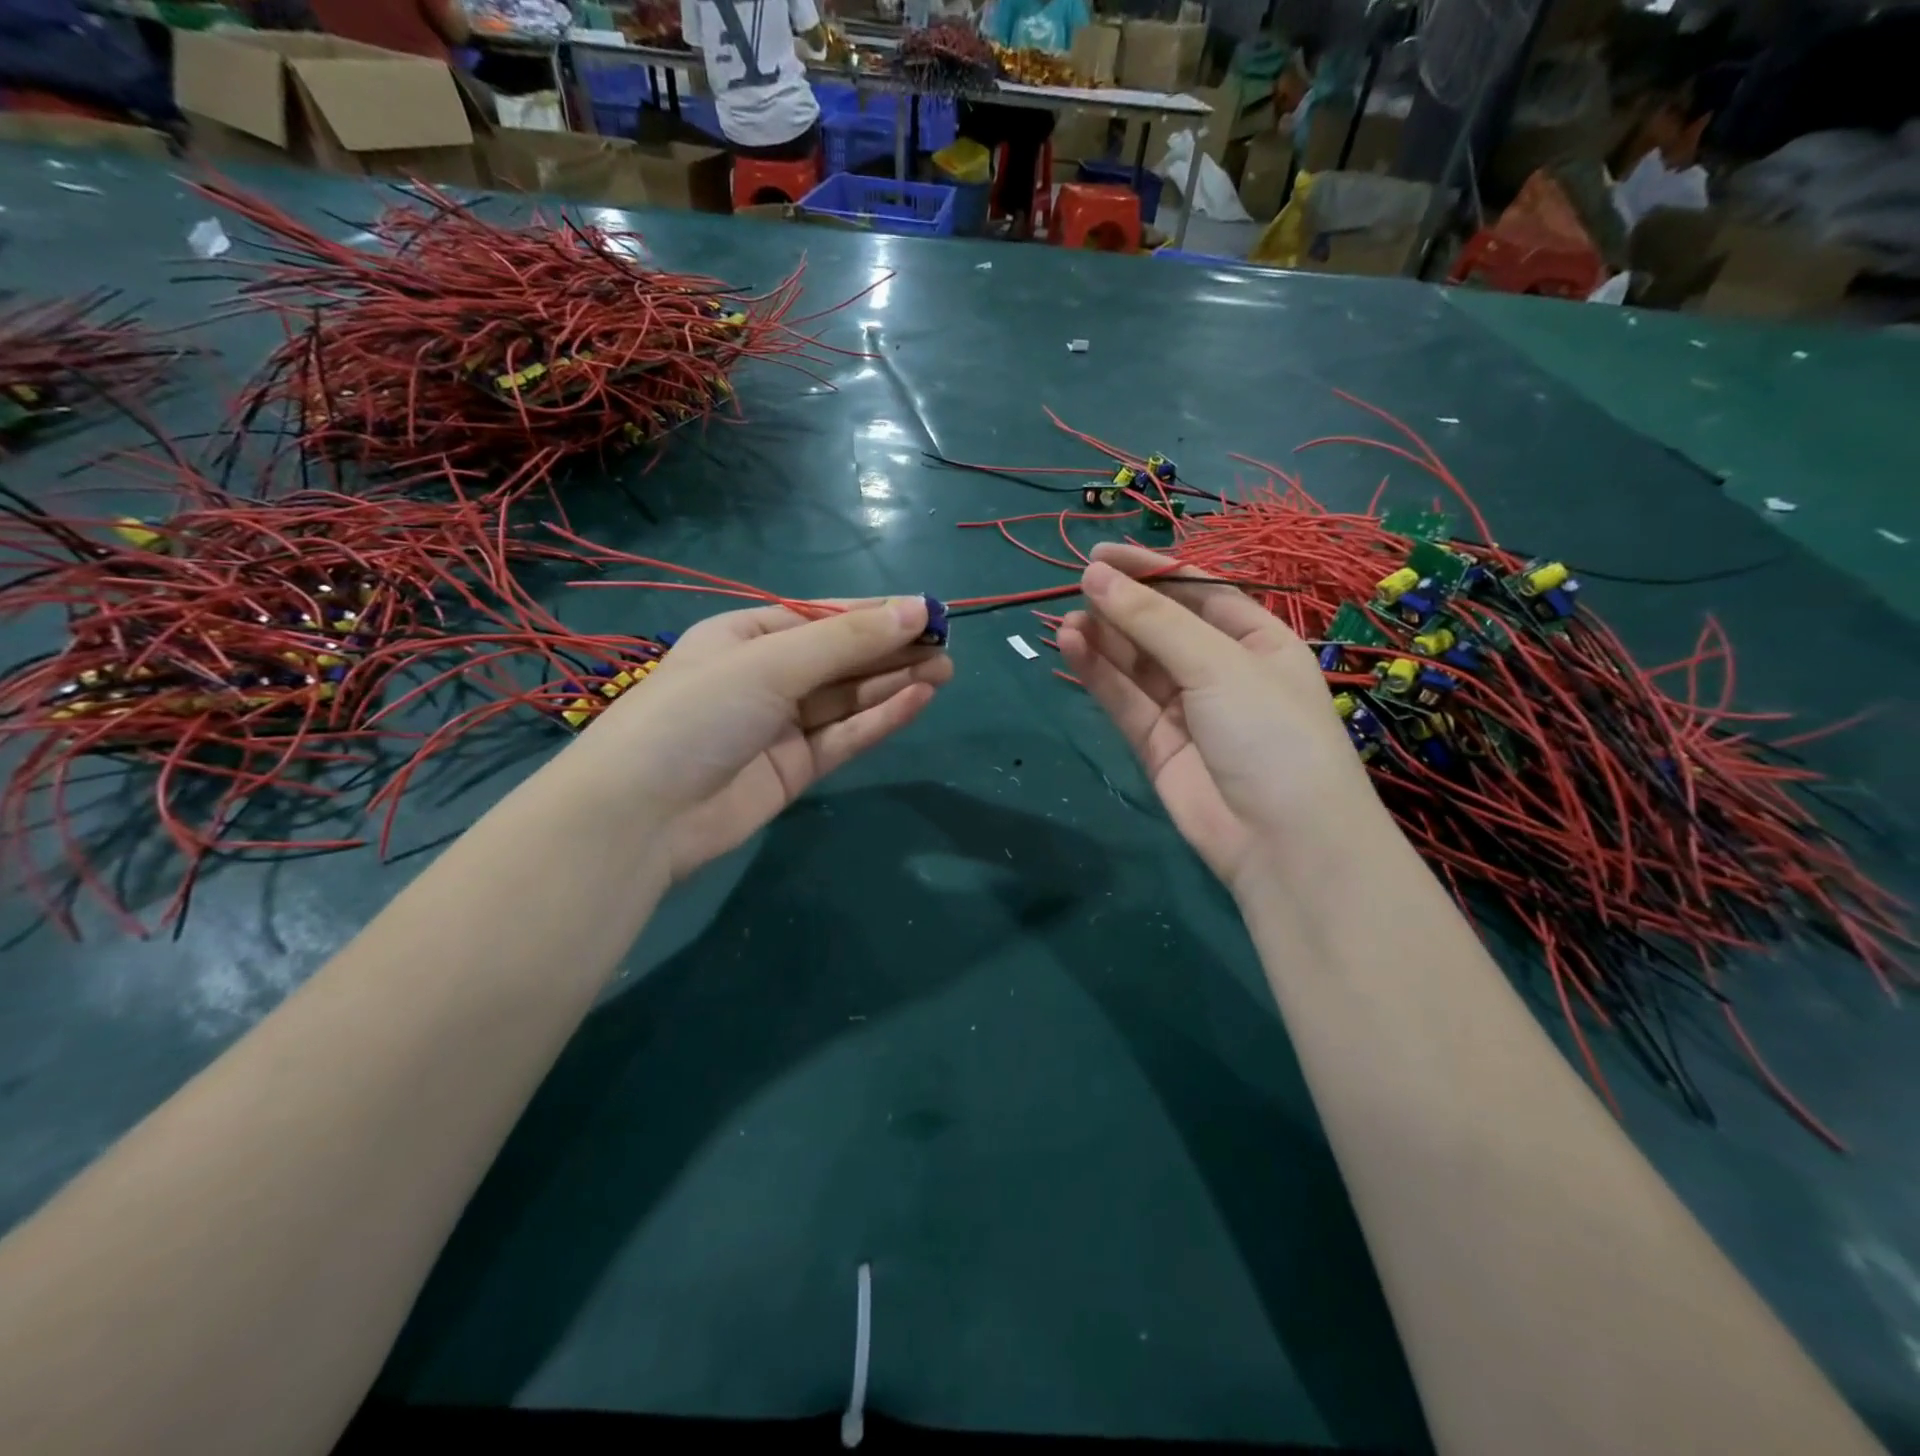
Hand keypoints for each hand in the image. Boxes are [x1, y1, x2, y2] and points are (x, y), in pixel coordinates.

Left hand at [563, 597, 950, 881]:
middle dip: (892, 649)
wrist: (642, 815)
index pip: (823, 617)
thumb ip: (848, 640)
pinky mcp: (794, 770)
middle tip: (947, 646)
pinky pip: (844, 736)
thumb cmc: (699, 712)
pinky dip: (879, 718)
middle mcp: (764, 677)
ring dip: (894, 682)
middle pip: (841, 658)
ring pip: (848, 698)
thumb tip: (917, 609)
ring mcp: (779, 726)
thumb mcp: (772, 663)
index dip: (876, 613)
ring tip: (945, 670)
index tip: (929, 612)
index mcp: (746, 636)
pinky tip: (917, 700)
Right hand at [1057, 544, 1381, 892]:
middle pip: (1162, 626)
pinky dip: (1098, 674)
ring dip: (1104, 639)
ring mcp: (1187, 710)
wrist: (1283, 842)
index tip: (1101, 555)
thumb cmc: (1270, 733)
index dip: (1151, 571)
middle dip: (1123, 605)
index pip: (1198, 592)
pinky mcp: (1156, 745)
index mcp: (1257, 640)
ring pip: (1136, 664)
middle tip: (1078, 585)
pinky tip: (1071, 646)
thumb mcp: (1218, 664)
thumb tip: (1095, 576)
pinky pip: (1125, 700)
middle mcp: (1221, 671)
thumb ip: (1152, 621)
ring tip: (1067, 619)